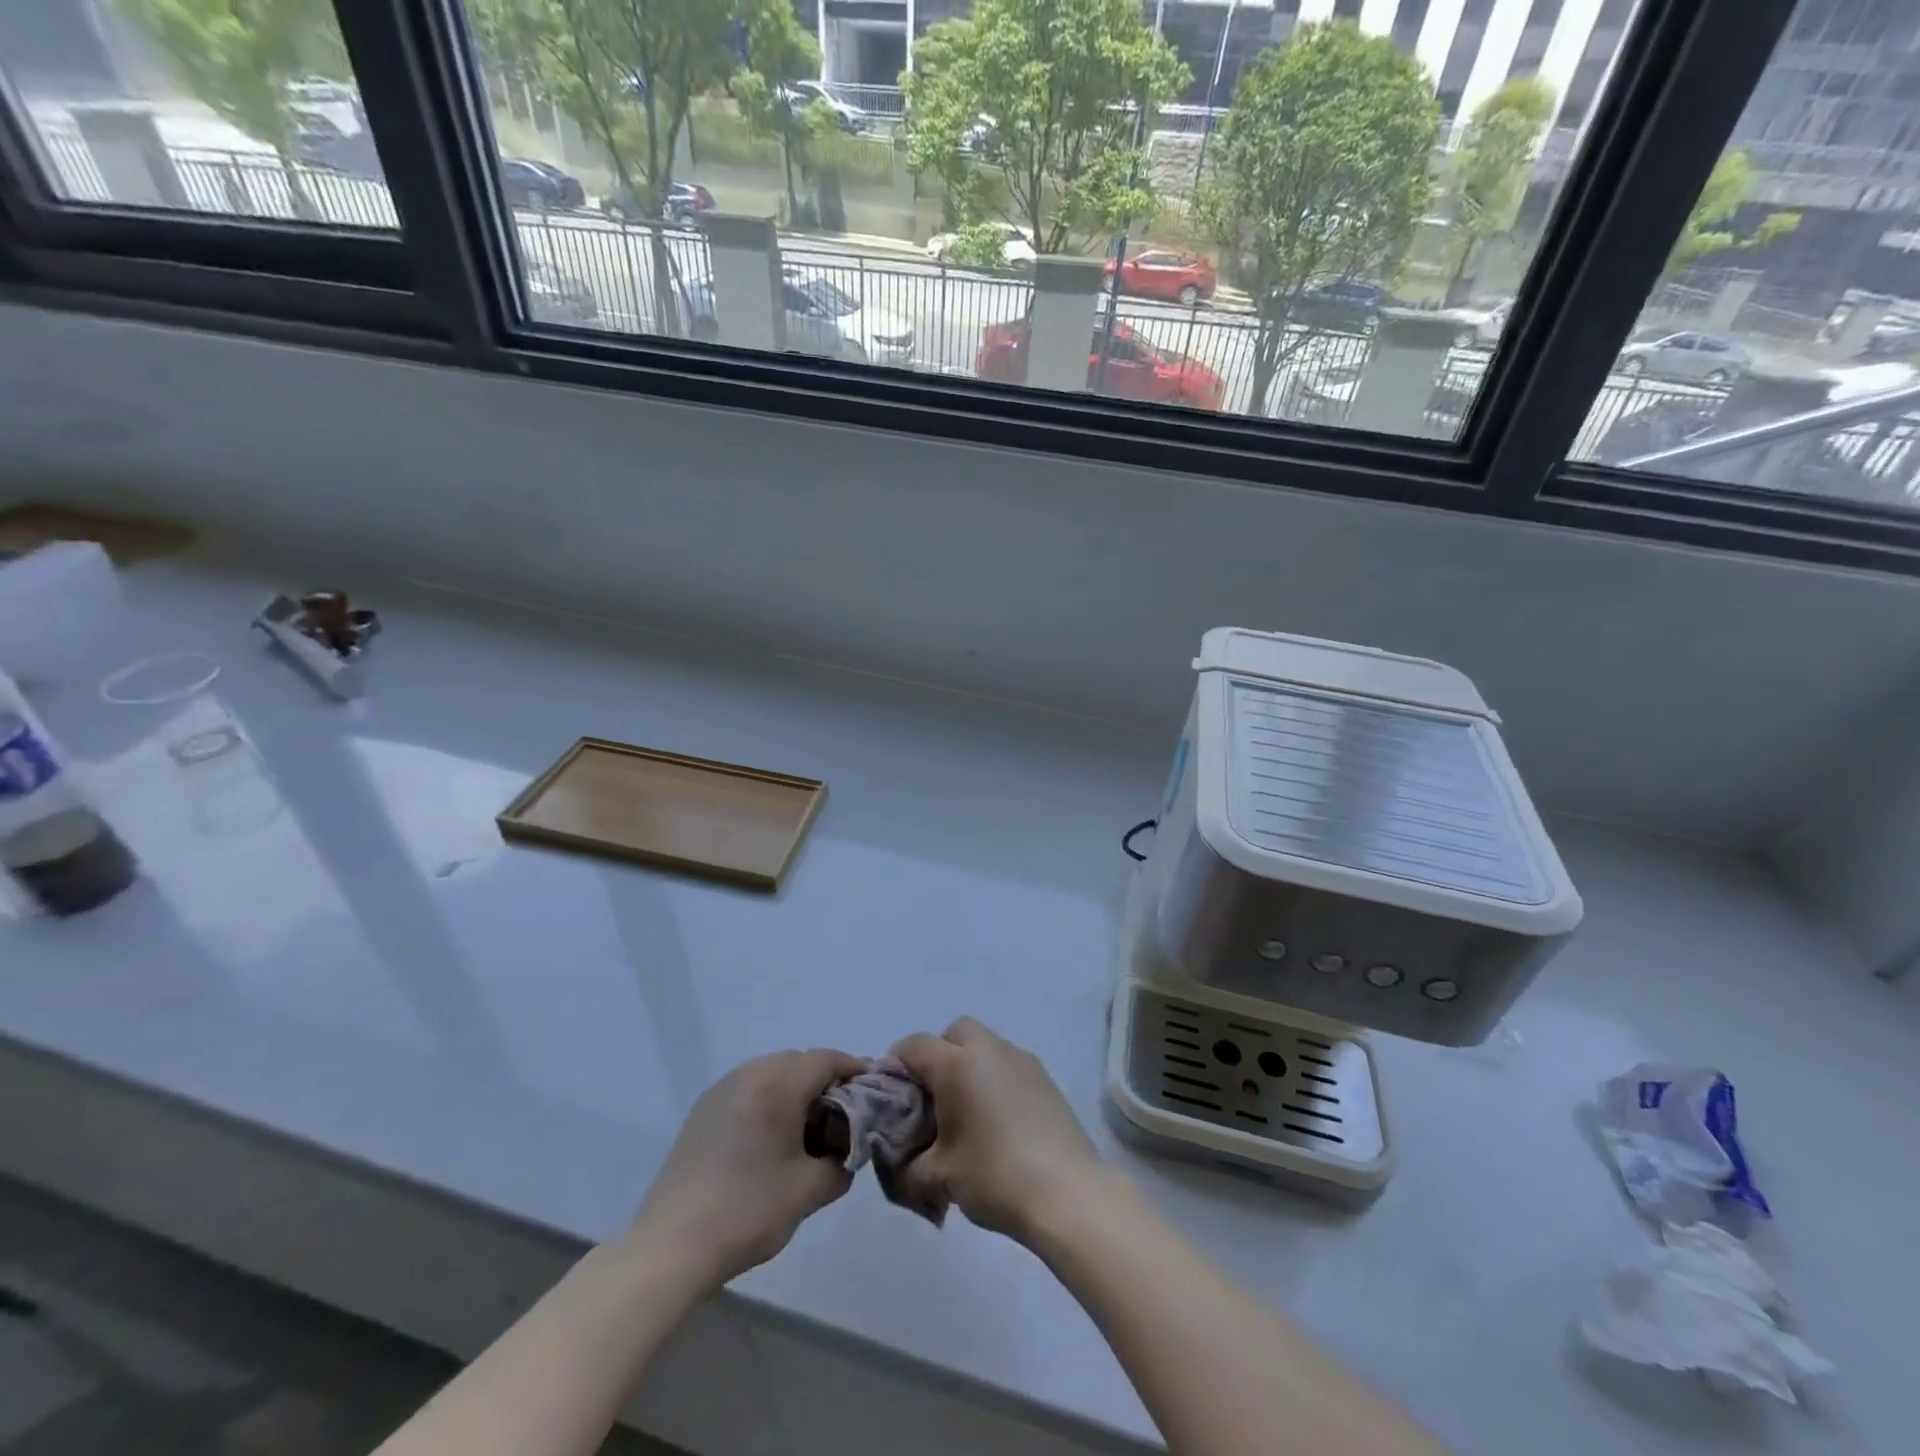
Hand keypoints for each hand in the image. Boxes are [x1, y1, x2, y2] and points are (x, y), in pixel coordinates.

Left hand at [634, 1048, 865, 1289]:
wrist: (671, 1247)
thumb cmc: (748, 1212)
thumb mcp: (810, 1190)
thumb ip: (842, 1162)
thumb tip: (847, 1150)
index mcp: (777, 1084)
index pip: (828, 1060)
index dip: (855, 1071)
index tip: (874, 1093)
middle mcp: (749, 1073)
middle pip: (800, 1062)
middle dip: (826, 1083)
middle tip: (844, 1118)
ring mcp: (721, 1089)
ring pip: (773, 1073)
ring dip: (796, 1091)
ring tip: (808, 1131)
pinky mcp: (703, 1110)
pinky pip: (750, 1089)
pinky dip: (770, 1100)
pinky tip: (772, 1139)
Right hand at [887, 1018, 1108, 1243]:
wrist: (1067, 1193)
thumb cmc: (994, 1177)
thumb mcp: (937, 1178)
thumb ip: (905, 1165)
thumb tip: (897, 1160)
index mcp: (957, 1064)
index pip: (914, 1045)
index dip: (896, 1066)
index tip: (894, 1099)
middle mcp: (989, 1049)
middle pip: (954, 1033)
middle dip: (938, 1056)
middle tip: (934, 1100)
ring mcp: (1022, 1060)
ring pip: (985, 1046)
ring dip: (970, 1067)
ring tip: (968, 1114)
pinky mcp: (1045, 1077)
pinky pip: (1008, 1064)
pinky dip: (995, 1079)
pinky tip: (1000, 1122)